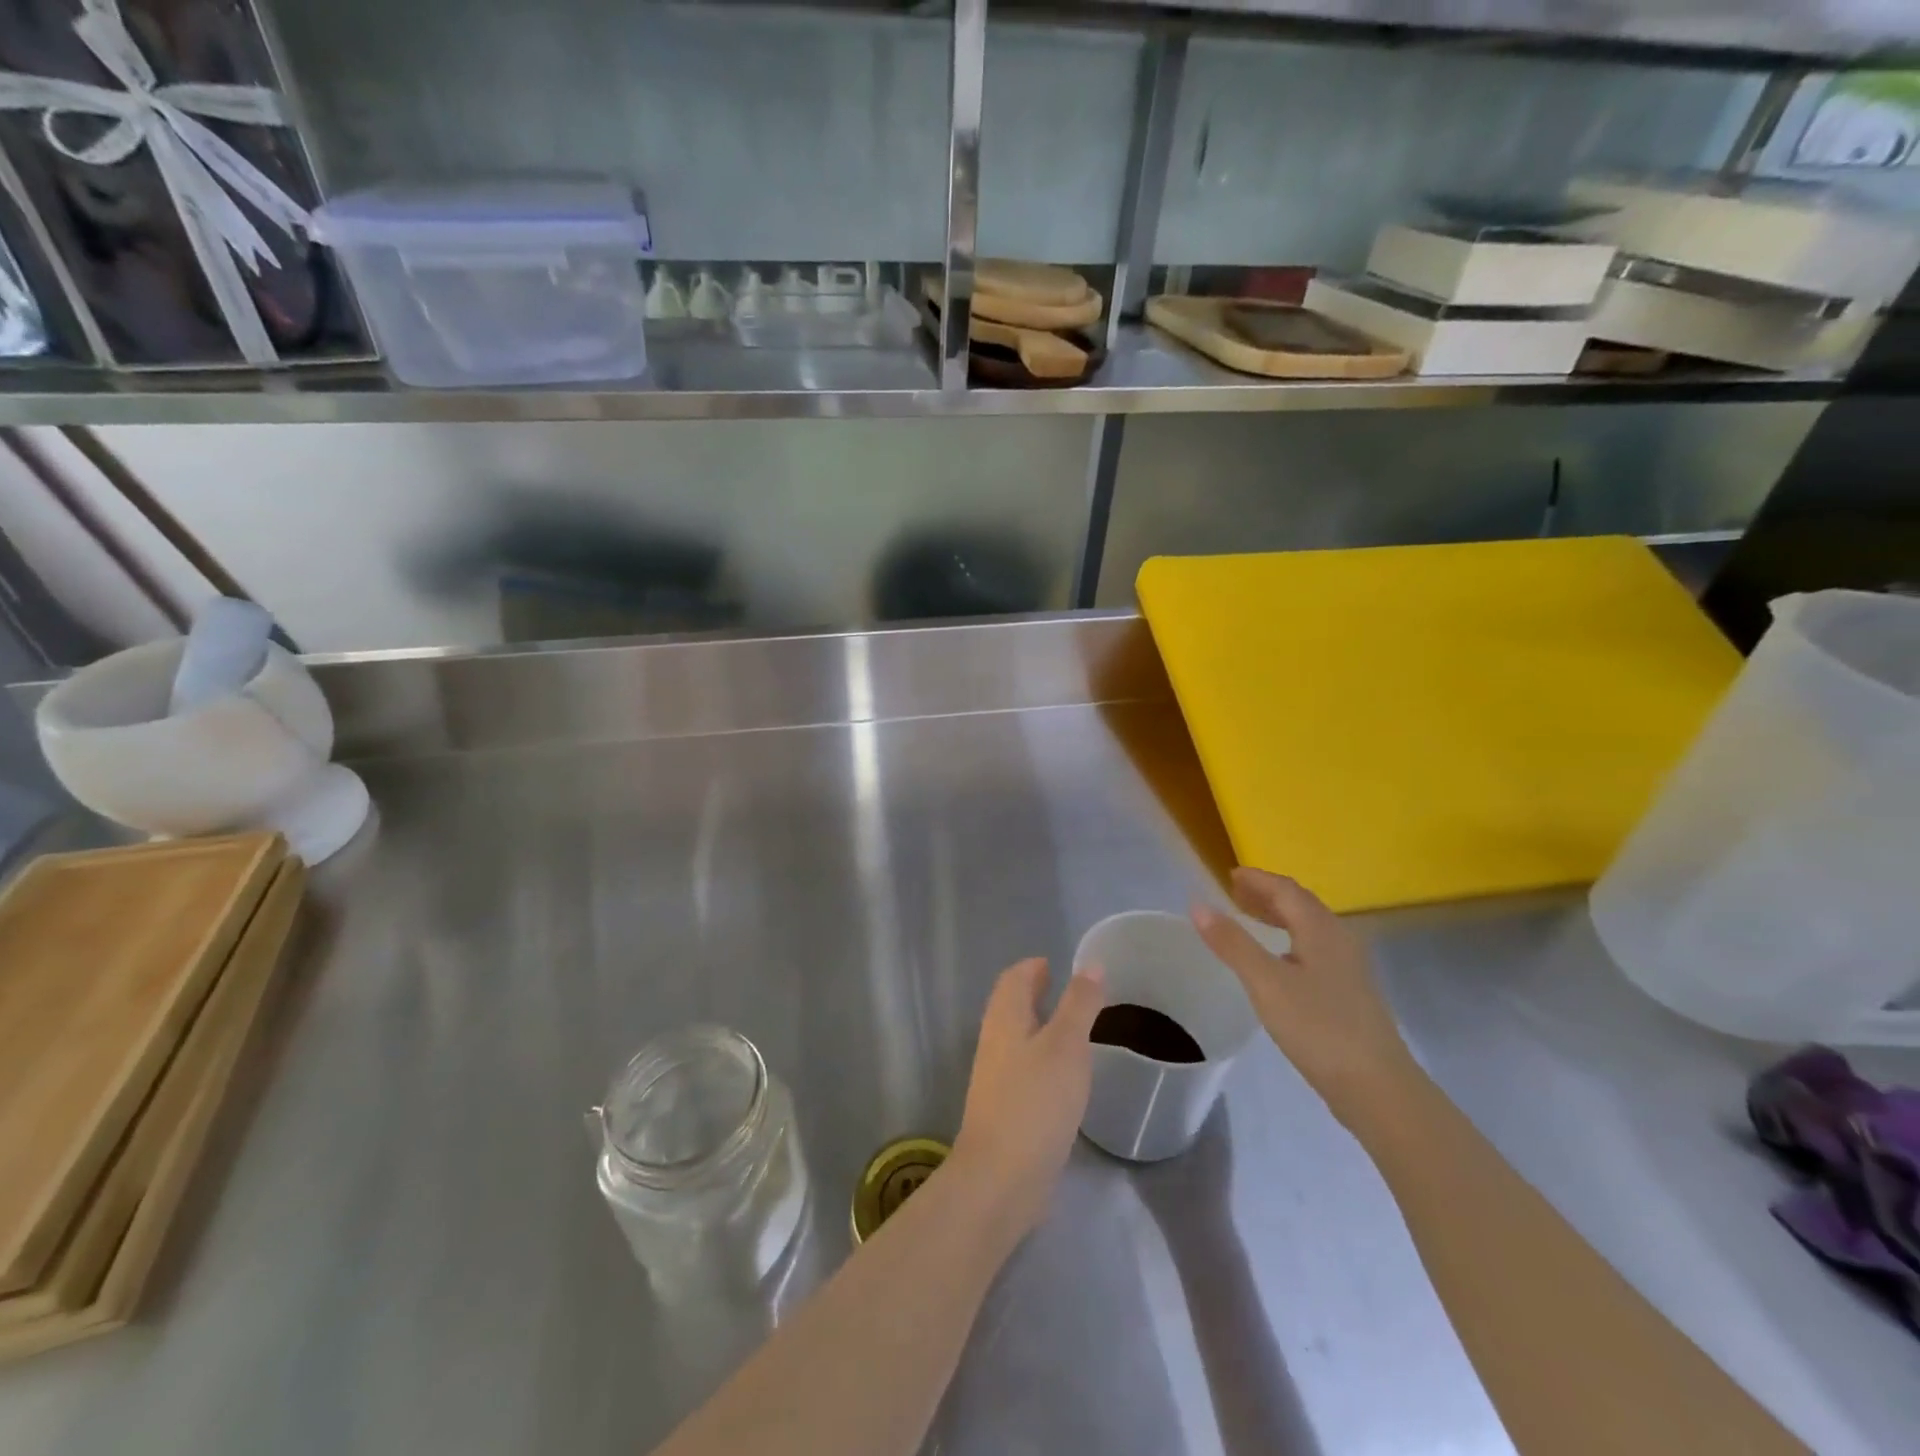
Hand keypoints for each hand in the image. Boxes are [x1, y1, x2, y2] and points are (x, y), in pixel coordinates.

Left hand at [949, 957, 1105, 1241]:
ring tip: (1074, 1030)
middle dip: (1036, 994)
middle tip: (1071, 993)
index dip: (1034, 967)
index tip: (1058, 965)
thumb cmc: (1035, 1101)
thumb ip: (1080, 1004)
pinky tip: (1065, 1077)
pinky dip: (1043, 1059)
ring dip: (1041, 1027)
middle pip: (1013, 1005)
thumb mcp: (1067, 1045)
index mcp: (1005, 1018)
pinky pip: (1024, 1069)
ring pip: (1018, 1038)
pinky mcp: (1005, 1109)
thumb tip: (1090, 964)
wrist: (1001, 1178)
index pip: (1014, 978)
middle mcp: (995, 1041)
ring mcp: (997, 1078)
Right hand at [1192, 868, 1416, 1123]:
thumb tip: (1198, 905)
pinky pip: (1314, 949)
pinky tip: (1278, 961)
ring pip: (1310, 928)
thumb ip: (1232, 943)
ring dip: (1279, 916)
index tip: (1229, 875)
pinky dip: (1289, 940)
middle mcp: (1338, 940)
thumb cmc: (1318, 1028)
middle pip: (1301, 905)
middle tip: (1235, 893)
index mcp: (1320, 929)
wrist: (1377, 1087)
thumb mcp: (1266, 983)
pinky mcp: (1350, 992)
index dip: (1258, 879)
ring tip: (1250, 919)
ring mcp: (1348, 968)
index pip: (1286, 890)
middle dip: (1267, 894)